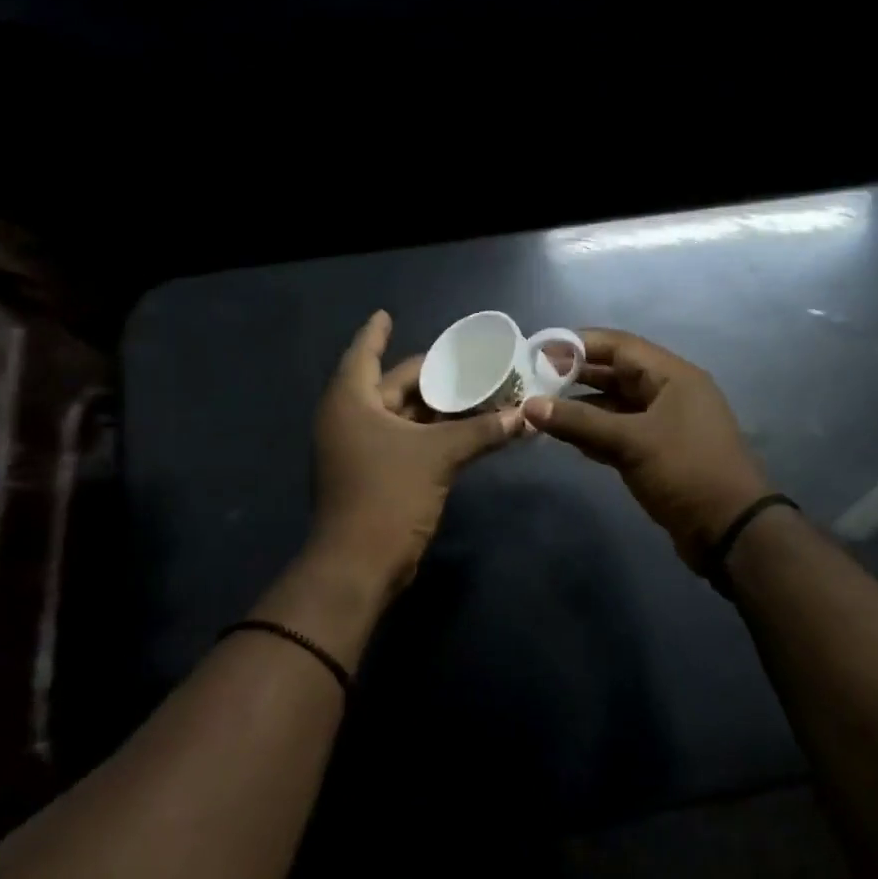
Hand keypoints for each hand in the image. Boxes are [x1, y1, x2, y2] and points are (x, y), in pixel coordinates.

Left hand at [310, 310, 522, 595]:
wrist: (360, 565)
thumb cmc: (388, 495)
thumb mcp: (438, 456)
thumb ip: (482, 431)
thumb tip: (526, 416)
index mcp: (352, 402)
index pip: (364, 354)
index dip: (376, 332)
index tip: (387, 313)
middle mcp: (351, 420)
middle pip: (393, 386)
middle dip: (430, 375)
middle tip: (467, 360)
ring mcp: (362, 450)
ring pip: (404, 416)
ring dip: (437, 407)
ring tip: (476, 390)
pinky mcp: (377, 475)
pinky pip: (408, 441)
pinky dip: (434, 433)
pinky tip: (466, 428)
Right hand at [524, 329, 771, 568]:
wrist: (729, 530)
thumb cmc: (686, 471)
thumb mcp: (631, 442)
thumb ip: (579, 422)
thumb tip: (530, 406)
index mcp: (672, 376)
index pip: (619, 345)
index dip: (579, 344)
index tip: (539, 349)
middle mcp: (669, 393)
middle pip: (615, 374)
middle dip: (575, 376)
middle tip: (532, 381)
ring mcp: (664, 425)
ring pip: (615, 407)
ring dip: (581, 408)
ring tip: (540, 409)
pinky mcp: (657, 454)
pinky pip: (619, 433)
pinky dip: (593, 434)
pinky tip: (564, 438)